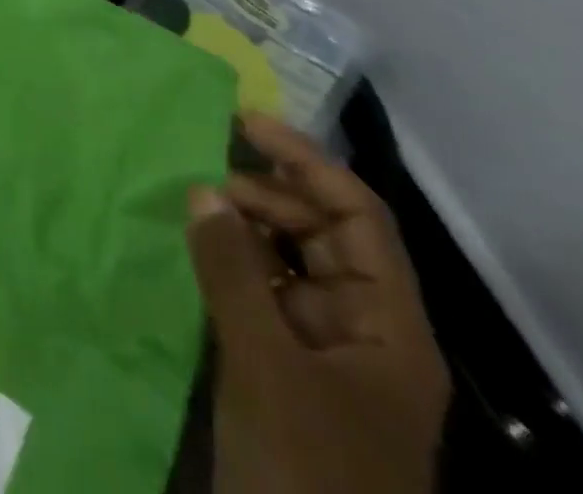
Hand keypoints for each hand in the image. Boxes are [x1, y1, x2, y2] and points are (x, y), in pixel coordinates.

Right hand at [186, 114, 450, 493]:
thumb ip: (232, 270)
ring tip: (194, 210)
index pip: (358, 215)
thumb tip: (203, 188)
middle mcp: (364, 330)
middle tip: (205, 179)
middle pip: (324, 234)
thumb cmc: (308, 473)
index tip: (245, 124)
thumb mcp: (266, 367)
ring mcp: (326, 355)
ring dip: (246, 229)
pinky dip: (232, 268)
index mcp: (388, 326)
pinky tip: (194, 255)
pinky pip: (263, 298)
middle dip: (268, 195)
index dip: (306, 161)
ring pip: (289, 264)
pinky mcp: (289, 375)